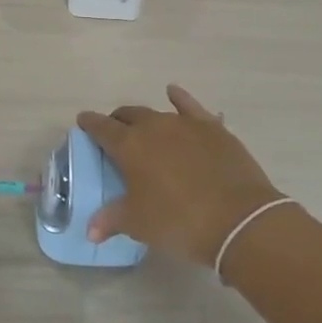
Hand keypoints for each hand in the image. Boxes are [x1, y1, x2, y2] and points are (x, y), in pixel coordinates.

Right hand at [77, 85, 283, 265]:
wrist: (238, 220)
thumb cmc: (179, 222)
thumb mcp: (139, 224)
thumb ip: (111, 220)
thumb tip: (90, 229)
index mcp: (129, 145)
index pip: (101, 128)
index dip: (90, 124)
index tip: (83, 122)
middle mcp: (153, 126)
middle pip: (128, 115)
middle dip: (118, 121)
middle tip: (115, 134)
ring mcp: (185, 124)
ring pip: (157, 112)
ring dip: (146, 118)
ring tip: (143, 127)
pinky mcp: (212, 128)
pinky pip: (190, 106)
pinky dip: (180, 98)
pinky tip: (174, 93)